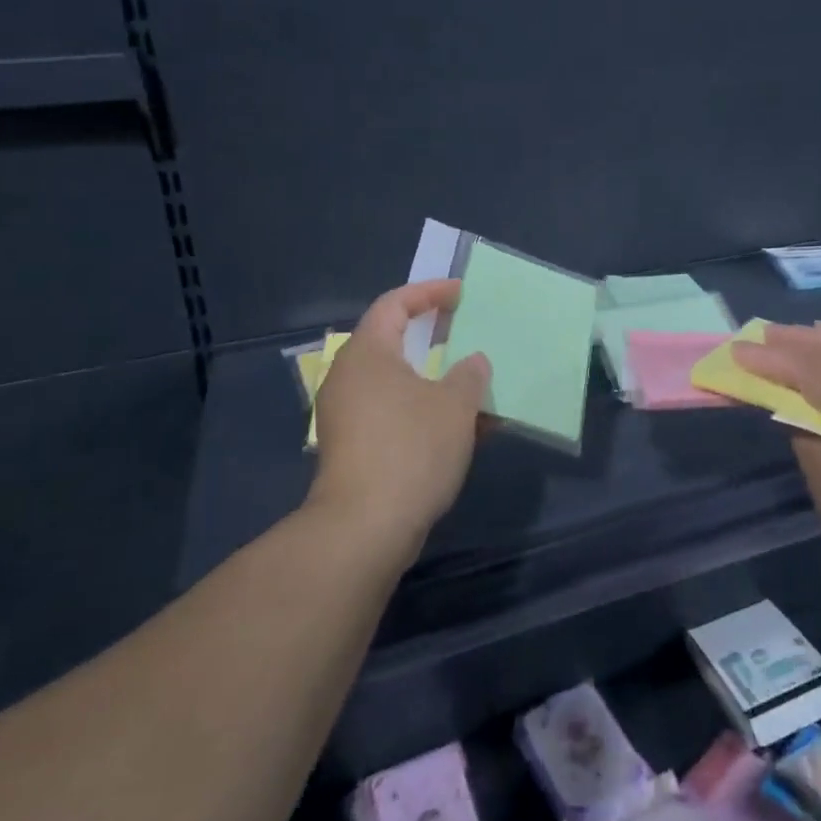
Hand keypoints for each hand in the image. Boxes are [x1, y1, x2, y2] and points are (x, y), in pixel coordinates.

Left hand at [307, 279, 490, 561]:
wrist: (365, 528)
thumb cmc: (411, 449)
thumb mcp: (455, 405)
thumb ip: (469, 375)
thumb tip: (473, 363)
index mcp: (367, 354)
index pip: (394, 304)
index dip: (428, 292)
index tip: (460, 293)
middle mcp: (349, 378)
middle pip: (392, 342)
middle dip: (433, 338)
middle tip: (465, 332)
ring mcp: (347, 416)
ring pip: (397, 383)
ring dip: (436, 382)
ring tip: (473, 384)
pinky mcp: (354, 449)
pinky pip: (394, 414)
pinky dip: (426, 412)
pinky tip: (462, 429)